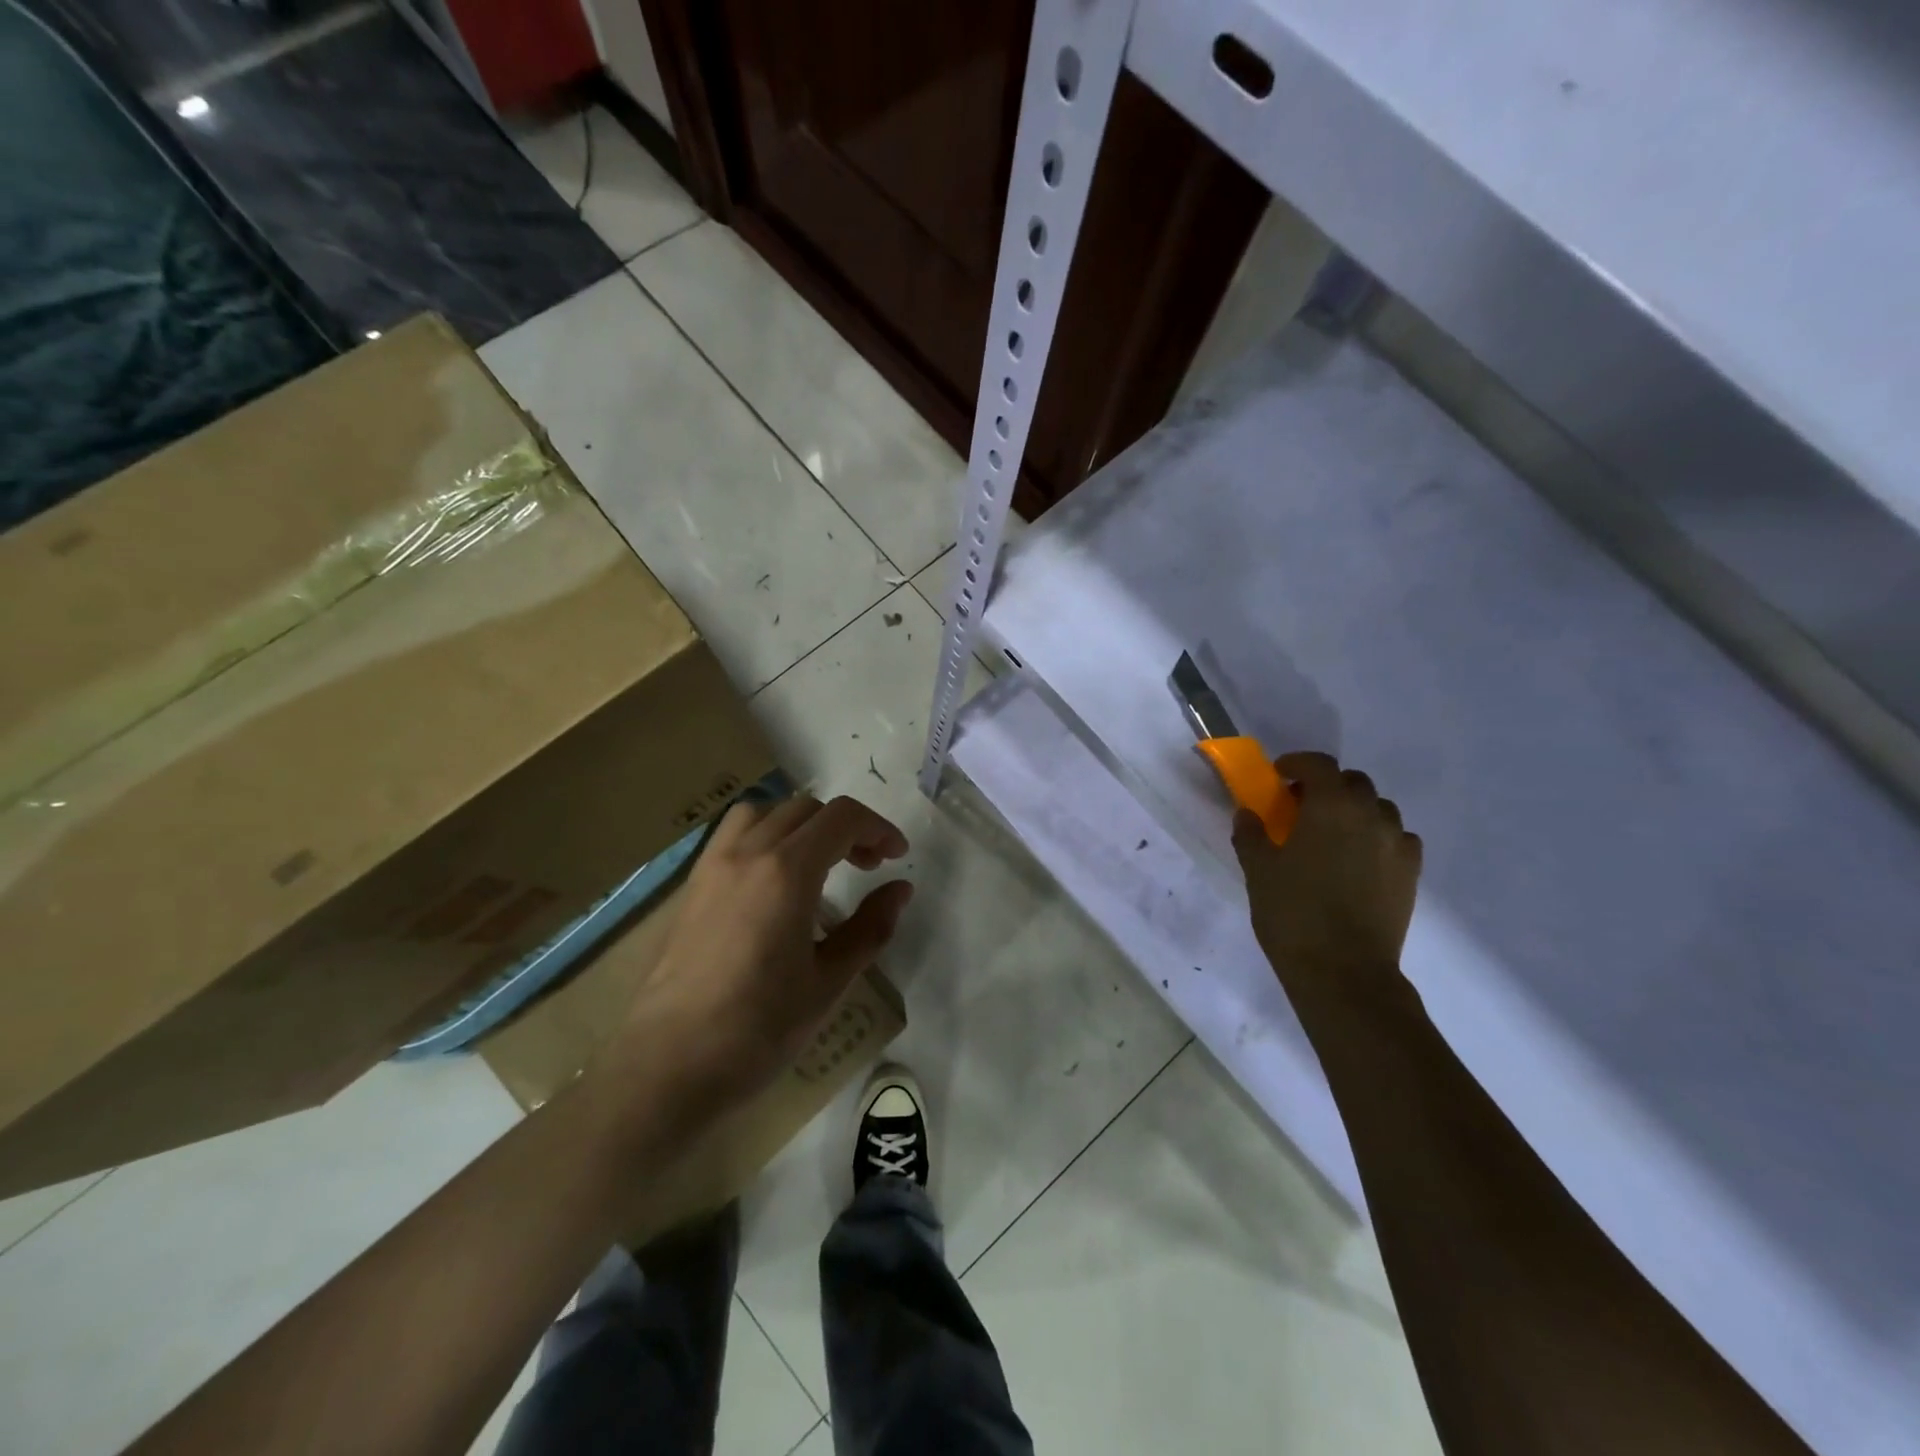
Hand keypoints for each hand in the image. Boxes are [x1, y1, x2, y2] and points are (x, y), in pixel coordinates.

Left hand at [605, 794, 912, 1116]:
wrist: (668, 1066)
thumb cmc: (758, 1029)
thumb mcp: (829, 982)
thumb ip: (870, 927)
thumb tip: (900, 889)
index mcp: (786, 871)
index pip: (841, 818)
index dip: (878, 828)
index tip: (897, 856)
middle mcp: (747, 853)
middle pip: (806, 808)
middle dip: (845, 827)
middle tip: (868, 866)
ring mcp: (712, 866)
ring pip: (764, 812)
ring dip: (801, 824)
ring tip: (818, 862)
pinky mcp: (690, 887)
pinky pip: (733, 836)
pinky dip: (765, 836)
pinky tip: (774, 881)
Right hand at [1233, 752, 1421, 1006]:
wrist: (1344, 970)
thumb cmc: (1293, 913)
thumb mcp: (1259, 870)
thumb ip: (1251, 834)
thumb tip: (1247, 814)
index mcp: (1331, 806)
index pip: (1319, 765)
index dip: (1297, 763)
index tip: (1279, 776)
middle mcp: (1370, 815)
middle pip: (1353, 783)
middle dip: (1327, 787)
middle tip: (1301, 808)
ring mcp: (1397, 844)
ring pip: (1379, 809)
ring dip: (1355, 811)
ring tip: (1333, 835)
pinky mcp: (1411, 872)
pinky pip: (1397, 839)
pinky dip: (1378, 837)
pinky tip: (1360, 860)